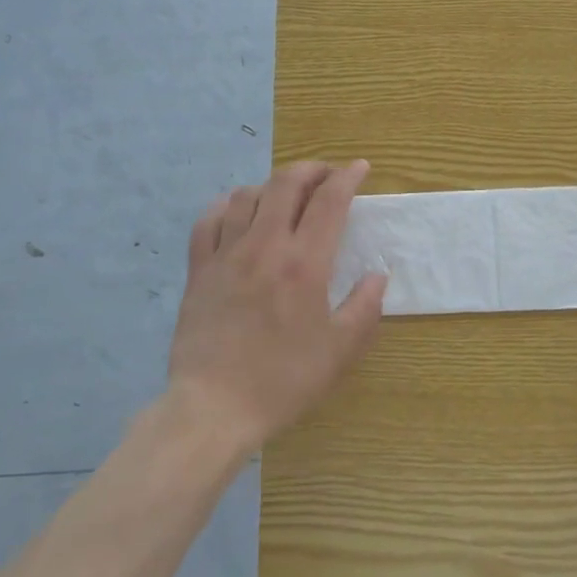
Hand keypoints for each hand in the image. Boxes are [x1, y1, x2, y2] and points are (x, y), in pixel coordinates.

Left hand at [167, 160, 386, 453]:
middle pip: (286, 184)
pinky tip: (237, 210)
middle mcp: (264, 246)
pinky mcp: (199, 269)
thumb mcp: (339, 352)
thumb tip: (377, 275)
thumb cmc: (282, 381)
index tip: (360, 168)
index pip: (329, 202)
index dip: (348, 177)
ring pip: (247, 195)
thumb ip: (364, 308)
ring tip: (286, 194)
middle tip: (327, 175)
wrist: (213, 407)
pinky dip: (227, 205)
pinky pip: (209, 220)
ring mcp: (226, 254)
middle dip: (311, 169)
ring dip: (272, 185)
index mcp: (304, 264)